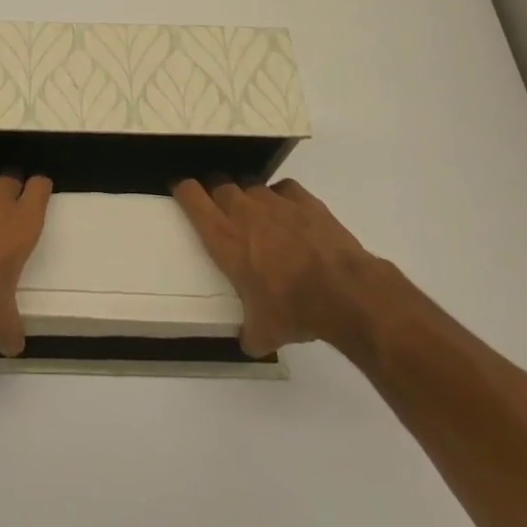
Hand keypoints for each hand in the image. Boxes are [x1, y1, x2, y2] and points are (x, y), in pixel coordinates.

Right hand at [172, 176, 378, 357]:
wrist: (345, 293)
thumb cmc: (293, 309)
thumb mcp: (264, 332)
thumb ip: (249, 332)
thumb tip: (248, 341)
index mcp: (224, 237)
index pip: (191, 196)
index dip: (184, 191)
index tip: (182, 193)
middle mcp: (244, 211)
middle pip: (219, 185)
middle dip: (217, 195)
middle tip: (223, 213)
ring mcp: (275, 202)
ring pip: (251, 186)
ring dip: (250, 198)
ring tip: (260, 218)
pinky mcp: (305, 200)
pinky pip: (284, 189)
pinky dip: (283, 198)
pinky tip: (290, 215)